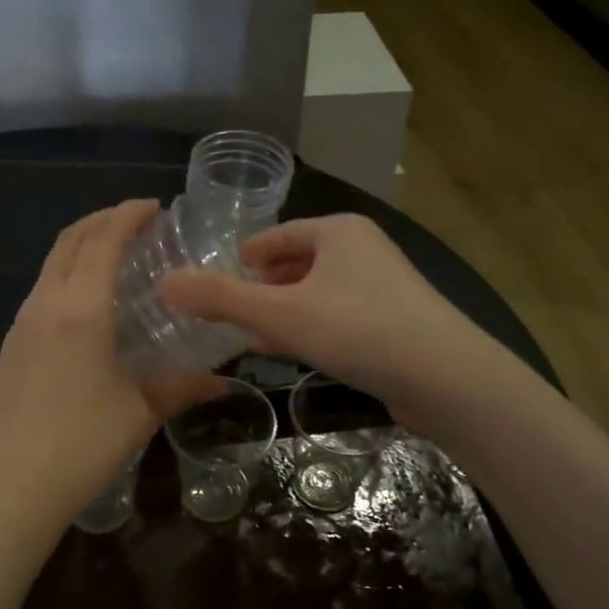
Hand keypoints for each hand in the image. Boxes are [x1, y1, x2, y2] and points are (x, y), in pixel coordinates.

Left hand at [0, 201, 221, 537]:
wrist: (12, 488)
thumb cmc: (83, 445)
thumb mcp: (140, 412)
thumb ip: (182, 388)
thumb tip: (222, 384)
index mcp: (80, 310)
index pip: (103, 241)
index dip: (127, 215)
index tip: (154, 206)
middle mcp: (45, 305)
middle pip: (69, 242)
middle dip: (101, 221)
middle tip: (135, 223)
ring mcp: (19, 326)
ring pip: (49, 267)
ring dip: (80, 249)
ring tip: (113, 260)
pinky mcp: (8, 348)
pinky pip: (39, 295)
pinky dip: (64, 280)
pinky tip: (84, 309)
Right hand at [157, 214, 486, 420]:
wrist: (444, 377)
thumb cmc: (358, 330)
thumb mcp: (280, 313)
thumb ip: (221, 298)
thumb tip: (164, 283)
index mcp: (338, 232)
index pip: (279, 235)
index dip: (249, 254)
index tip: (224, 274)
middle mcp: (364, 250)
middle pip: (299, 263)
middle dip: (264, 286)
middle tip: (231, 310)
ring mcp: (384, 287)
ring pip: (319, 293)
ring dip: (286, 311)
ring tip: (254, 334)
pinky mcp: (396, 322)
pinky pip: (340, 317)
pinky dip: (313, 328)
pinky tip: (297, 353)